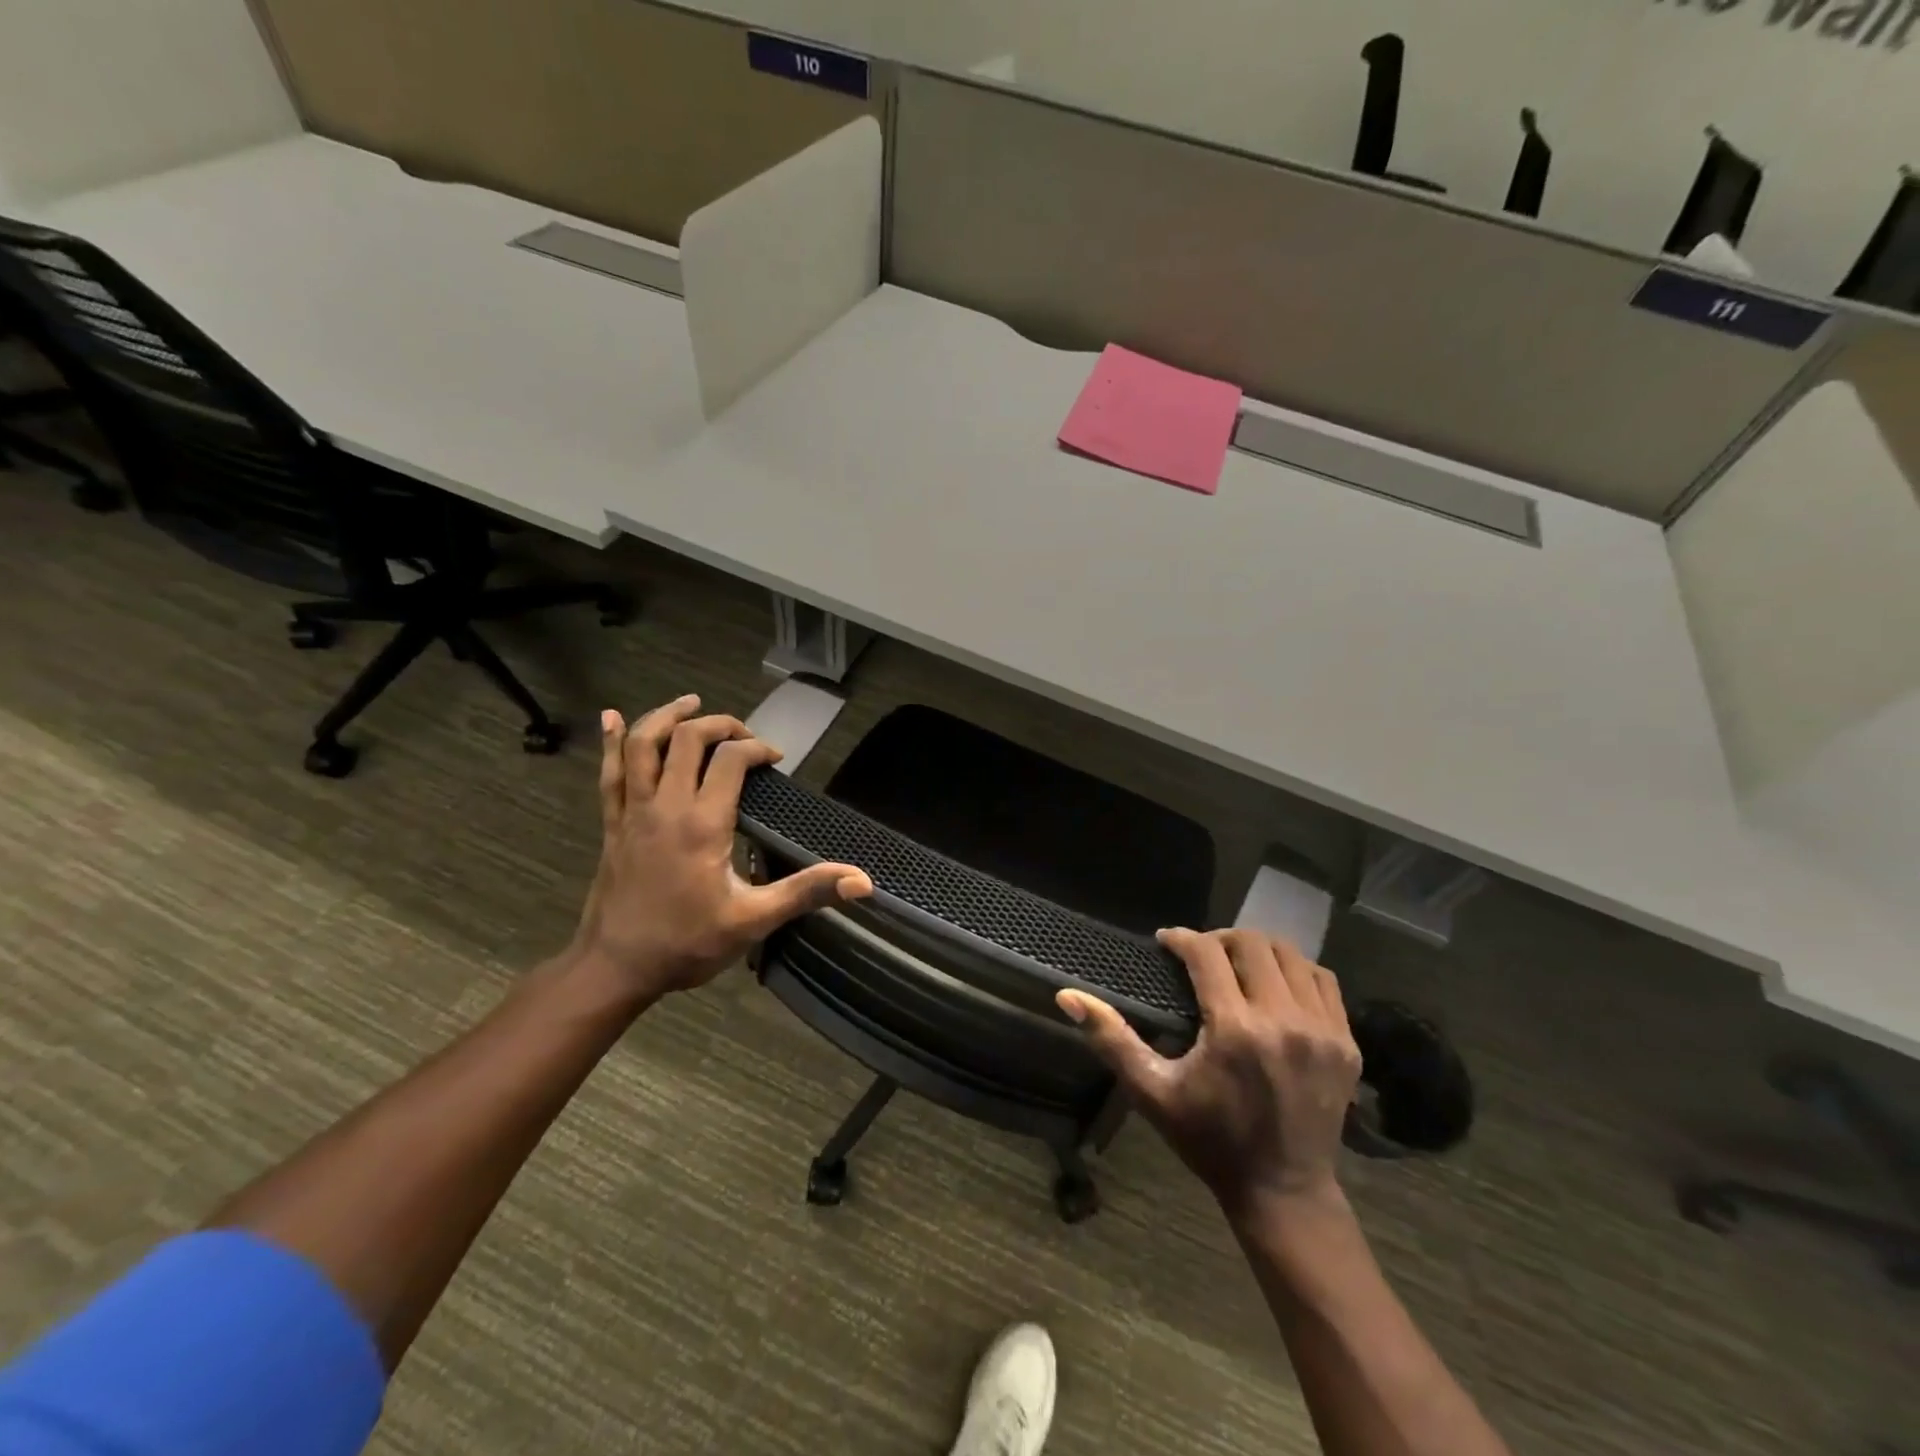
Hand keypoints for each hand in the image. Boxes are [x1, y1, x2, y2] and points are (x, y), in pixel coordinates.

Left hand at [571, 695, 872, 999]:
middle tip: (744, 733)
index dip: (757, 749)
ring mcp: (633, 812)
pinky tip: (612, 718)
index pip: (731, 760)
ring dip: (667, 717)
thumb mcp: (754, 920)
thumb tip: (862, 882)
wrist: (615, 968)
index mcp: (703, 823)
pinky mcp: (613, 824)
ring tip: (690, 703)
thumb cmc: (687, 943)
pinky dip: (612, 742)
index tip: (775, 760)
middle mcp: (666, 806)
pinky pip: (609, 773)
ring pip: (644, 745)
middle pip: (689, 739)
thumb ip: (806, 892)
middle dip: (720, 724)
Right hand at [1057, 928, 1360, 1214]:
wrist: (1283, 1191)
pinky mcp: (1347, 1043)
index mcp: (1235, 1030)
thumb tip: (1067, 996)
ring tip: (1236, 965)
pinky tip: (1275, 986)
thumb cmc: (1209, 1139)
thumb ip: (1111, 1039)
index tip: (1165, 942)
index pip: (1206, 953)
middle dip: (1219, 938)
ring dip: (1258, 950)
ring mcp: (1323, 1031)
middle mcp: (1284, 1020)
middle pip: (1251, 943)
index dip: (1180, 938)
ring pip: (1291, 955)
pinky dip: (1296, 971)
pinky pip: (1323, 981)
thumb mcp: (1151, 1091)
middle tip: (1199, 955)